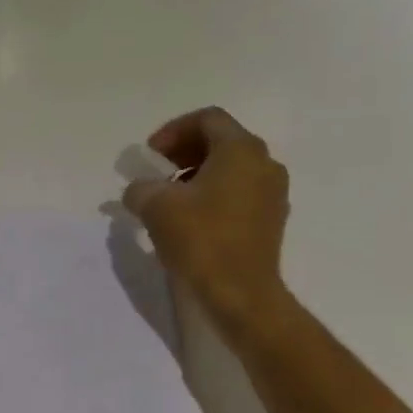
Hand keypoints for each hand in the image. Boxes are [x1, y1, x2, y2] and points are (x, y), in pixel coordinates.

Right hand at [122, 107, 291, 339]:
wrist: (241, 294)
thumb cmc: (201, 240)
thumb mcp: (157, 208)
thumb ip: (141, 188)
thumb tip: (139, 190)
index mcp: (241, 150)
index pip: (207, 119)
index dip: (173, 131)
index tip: (149, 155)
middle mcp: (264, 163)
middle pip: (221, 141)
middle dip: (184, 152)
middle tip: (156, 172)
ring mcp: (273, 193)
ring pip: (231, 169)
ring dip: (197, 175)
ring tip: (170, 199)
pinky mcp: (270, 220)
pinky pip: (239, 193)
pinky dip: (213, 195)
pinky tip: (191, 220)